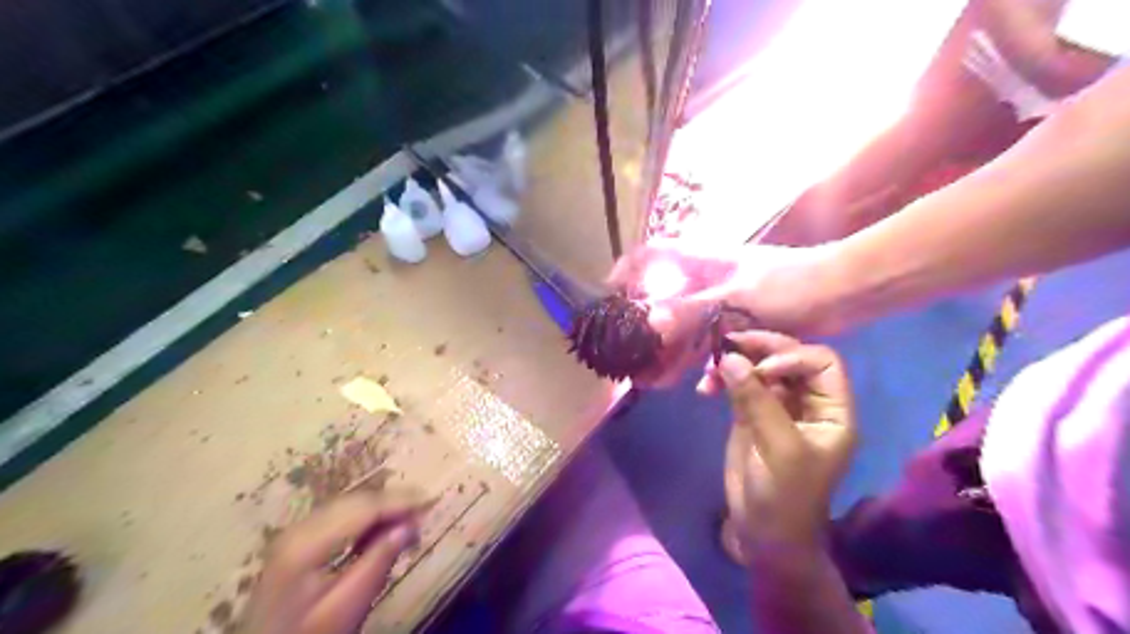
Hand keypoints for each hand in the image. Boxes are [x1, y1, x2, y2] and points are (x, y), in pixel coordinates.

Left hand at [244, 490, 433, 633]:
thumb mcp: (346, 607)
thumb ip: (378, 562)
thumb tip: (411, 524)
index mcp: (307, 543)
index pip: (364, 508)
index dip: (401, 501)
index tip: (433, 500)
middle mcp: (299, 528)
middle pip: (356, 502)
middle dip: (394, 502)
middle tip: (427, 511)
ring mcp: (295, 532)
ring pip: (349, 505)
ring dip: (382, 509)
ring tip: (411, 521)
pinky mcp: (298, 541)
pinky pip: (340, 517)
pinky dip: (366, 519)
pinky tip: (381, 531)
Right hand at [614, 237, 841, 383]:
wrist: (839, 296)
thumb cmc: (786, 286)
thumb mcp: (735, 298)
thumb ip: (690, 311)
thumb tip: (648, 322)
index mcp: (700, 263)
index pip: (651, 255)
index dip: (626, 271)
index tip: (608, 296)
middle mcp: (706, 283)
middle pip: (664, 301)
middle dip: (646, 330)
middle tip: (630, 356)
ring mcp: (723, 305)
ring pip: (687, 329)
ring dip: (673, 354)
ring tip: (654, 381)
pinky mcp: (741, 325)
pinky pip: (714, 346)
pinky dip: (708, 365)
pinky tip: (705, 387)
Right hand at [713, 335, 855, 556]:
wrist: (763, 533)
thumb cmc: (785, 497)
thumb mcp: (779, 450)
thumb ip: (757, 401)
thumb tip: (730, 358)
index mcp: (831, 410)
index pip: (821, 362)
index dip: (792, 356)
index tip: (761, 369)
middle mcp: (807, 401)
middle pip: (788, 356)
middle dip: (758, 349)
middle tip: (727, 346)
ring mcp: (777, 405)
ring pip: (759, 366)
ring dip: (734, 362)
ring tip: (709, 370)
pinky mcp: (750, 413)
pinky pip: (738, 383)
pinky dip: (721, 379)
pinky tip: (704, 387)